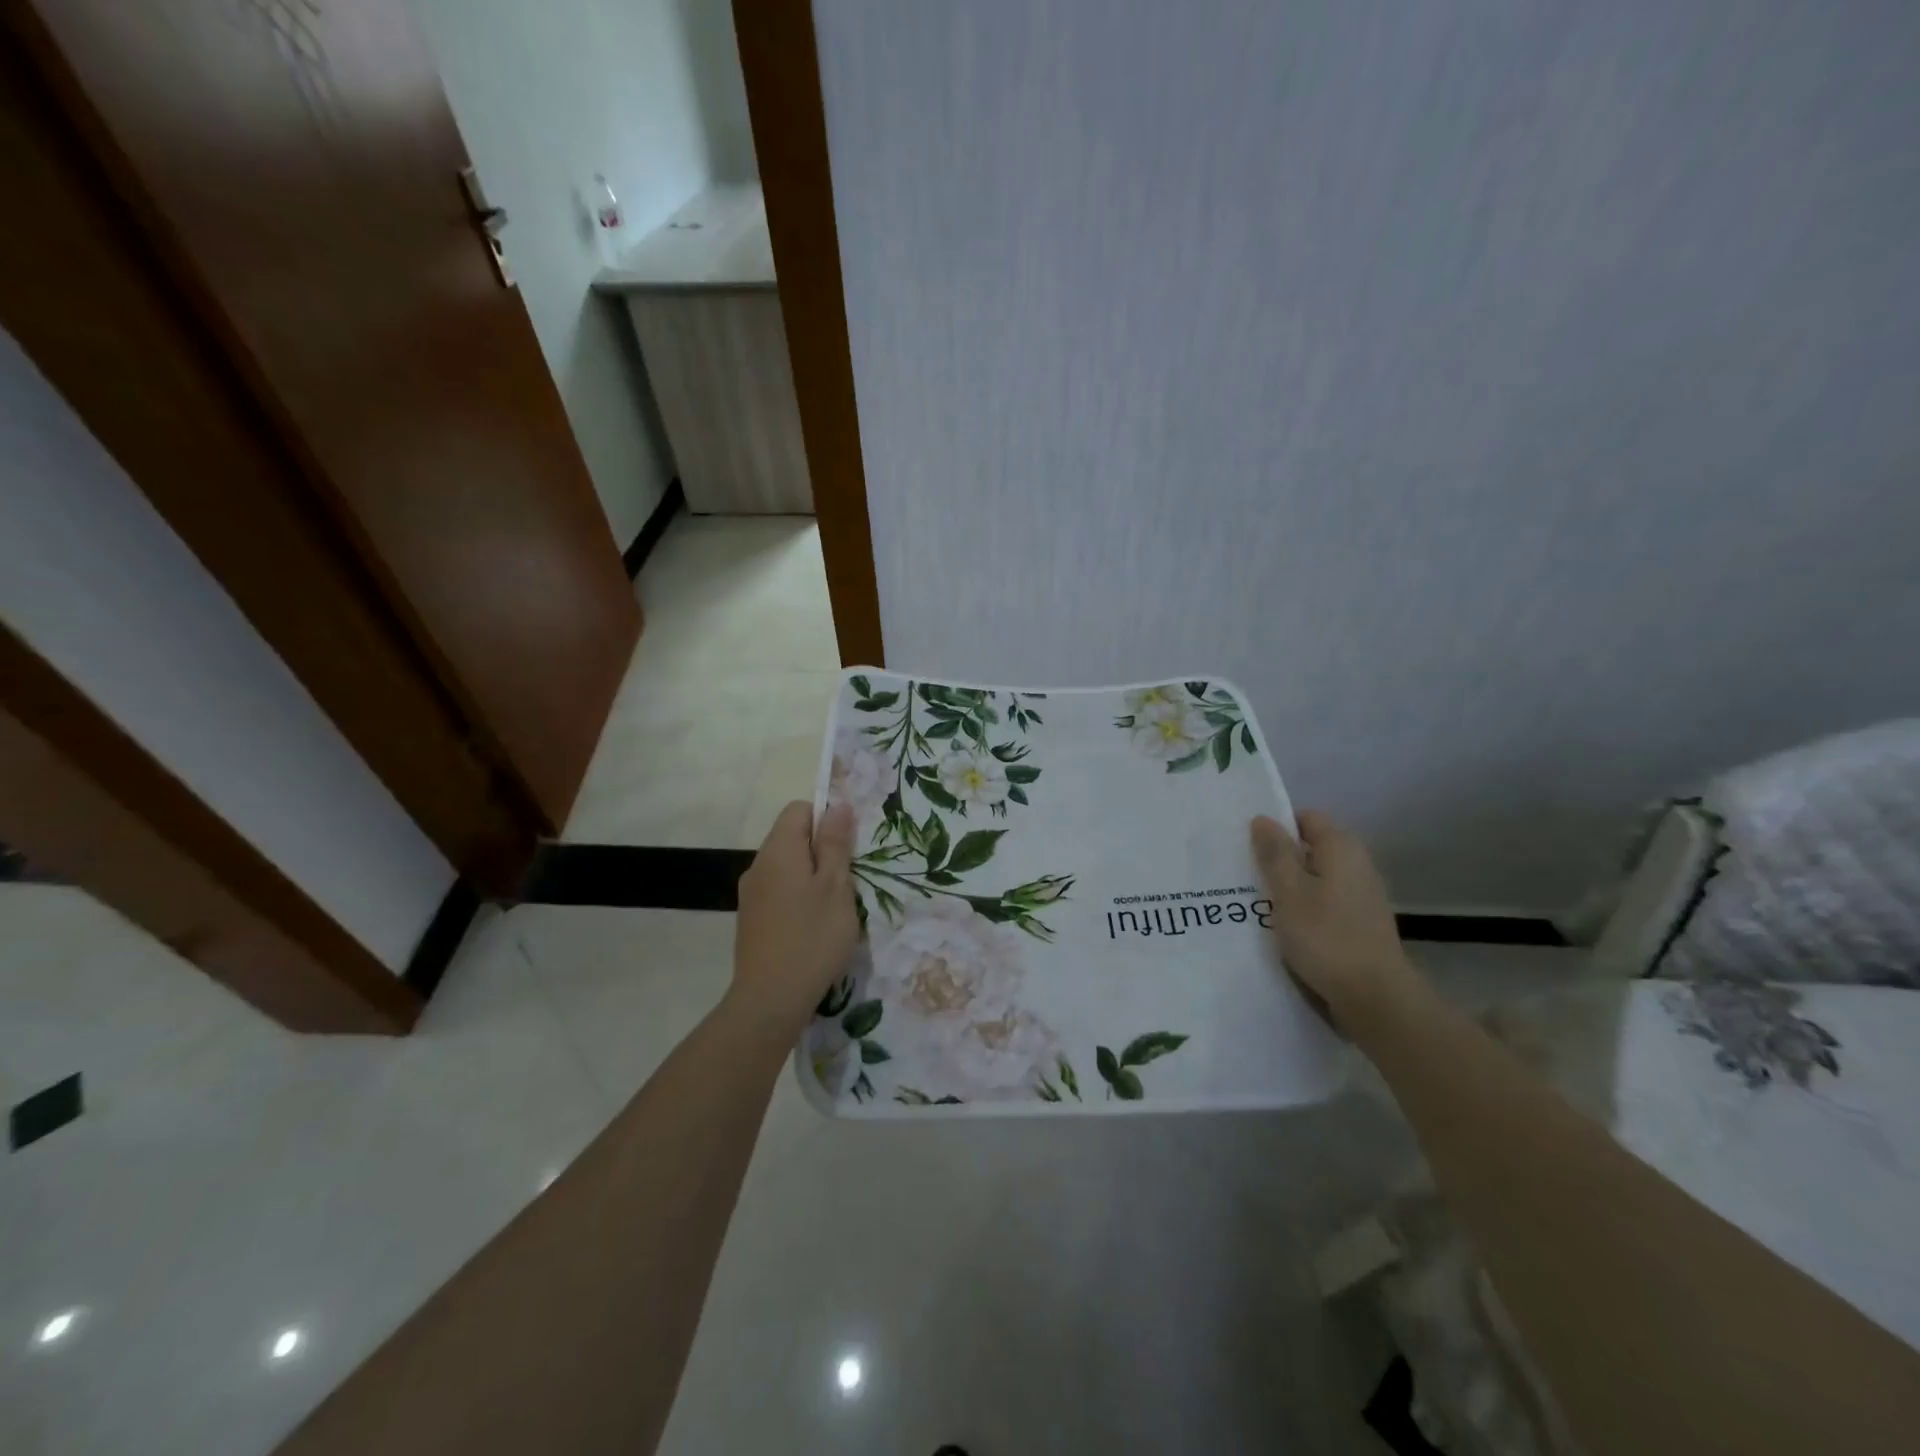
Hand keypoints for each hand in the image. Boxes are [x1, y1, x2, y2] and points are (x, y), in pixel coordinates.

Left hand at [729, 801, 858, 1038]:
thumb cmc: (812, 937)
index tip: (848, 847)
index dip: (826, 819)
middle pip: (792, 838)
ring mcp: (751, 895)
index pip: (799, 809)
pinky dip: (799, 898)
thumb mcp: (836, 887)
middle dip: (822, 851)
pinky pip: (779, 892)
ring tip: (834, 908)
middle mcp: (758, 865)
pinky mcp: (751, 920)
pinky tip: (813, 927)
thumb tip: (838, 806)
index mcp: (778, 850)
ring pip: (787, 868)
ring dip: (812, 877)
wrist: (770, 1000)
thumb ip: (835, 844)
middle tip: (848, 881)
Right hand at [1250, 810, 1428, 1029]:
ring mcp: (1363, 896)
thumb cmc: (1326, 937)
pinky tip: (1284, 926)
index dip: (1277, 825)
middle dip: (1280, 857)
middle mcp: (1357, 864)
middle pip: (1312, 847)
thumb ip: (1275, 853)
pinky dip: (1305, 907)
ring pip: (1317, 877)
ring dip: (1291, 886)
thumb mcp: (1288, 892)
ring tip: (1257, 901)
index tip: (1248, 844)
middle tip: (1246, 873)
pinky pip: (1326, 902)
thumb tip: (1263, 819)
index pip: (1306, 817)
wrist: (1375, 998)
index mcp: (1341, 848)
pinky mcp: (1361, 923)